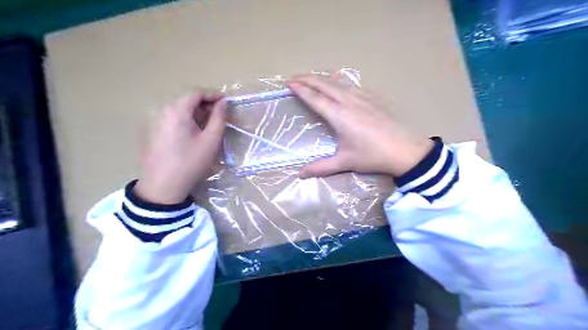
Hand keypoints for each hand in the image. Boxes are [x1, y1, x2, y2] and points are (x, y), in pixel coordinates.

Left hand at [134, 91, 224, 203]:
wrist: (163, 185)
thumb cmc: (191, 162)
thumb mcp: (211, 141)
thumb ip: (219, 118)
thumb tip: (222, 104)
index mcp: (177, 111)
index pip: (195, 93)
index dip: (212, 94)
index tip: (225, 102)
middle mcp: (163, 111)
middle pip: (186, 99)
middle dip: (205, 104)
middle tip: (219, 115)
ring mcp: (155, 121)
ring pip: (179, 109)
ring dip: (195, 112)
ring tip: (208, 125)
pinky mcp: (153, 131)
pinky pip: (172, 118)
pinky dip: (186, 119)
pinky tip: (193, 133)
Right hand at [287, 75, 433, 177]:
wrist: (405, 150)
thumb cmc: (373, 156)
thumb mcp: (345, 162)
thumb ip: (321, 167)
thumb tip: (300, 174)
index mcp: (340, 116)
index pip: (315, 98)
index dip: (301, 90)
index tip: (290, 83)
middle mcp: (349, 101)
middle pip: (325, 84)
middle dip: (308, 79)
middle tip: (295, 78)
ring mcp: (363, 97)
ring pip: (338, 82)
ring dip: (323, 79)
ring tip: (312, 80)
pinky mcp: (374, 98)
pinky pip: (352, 85)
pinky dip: (339, 83)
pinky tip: (340, 86)